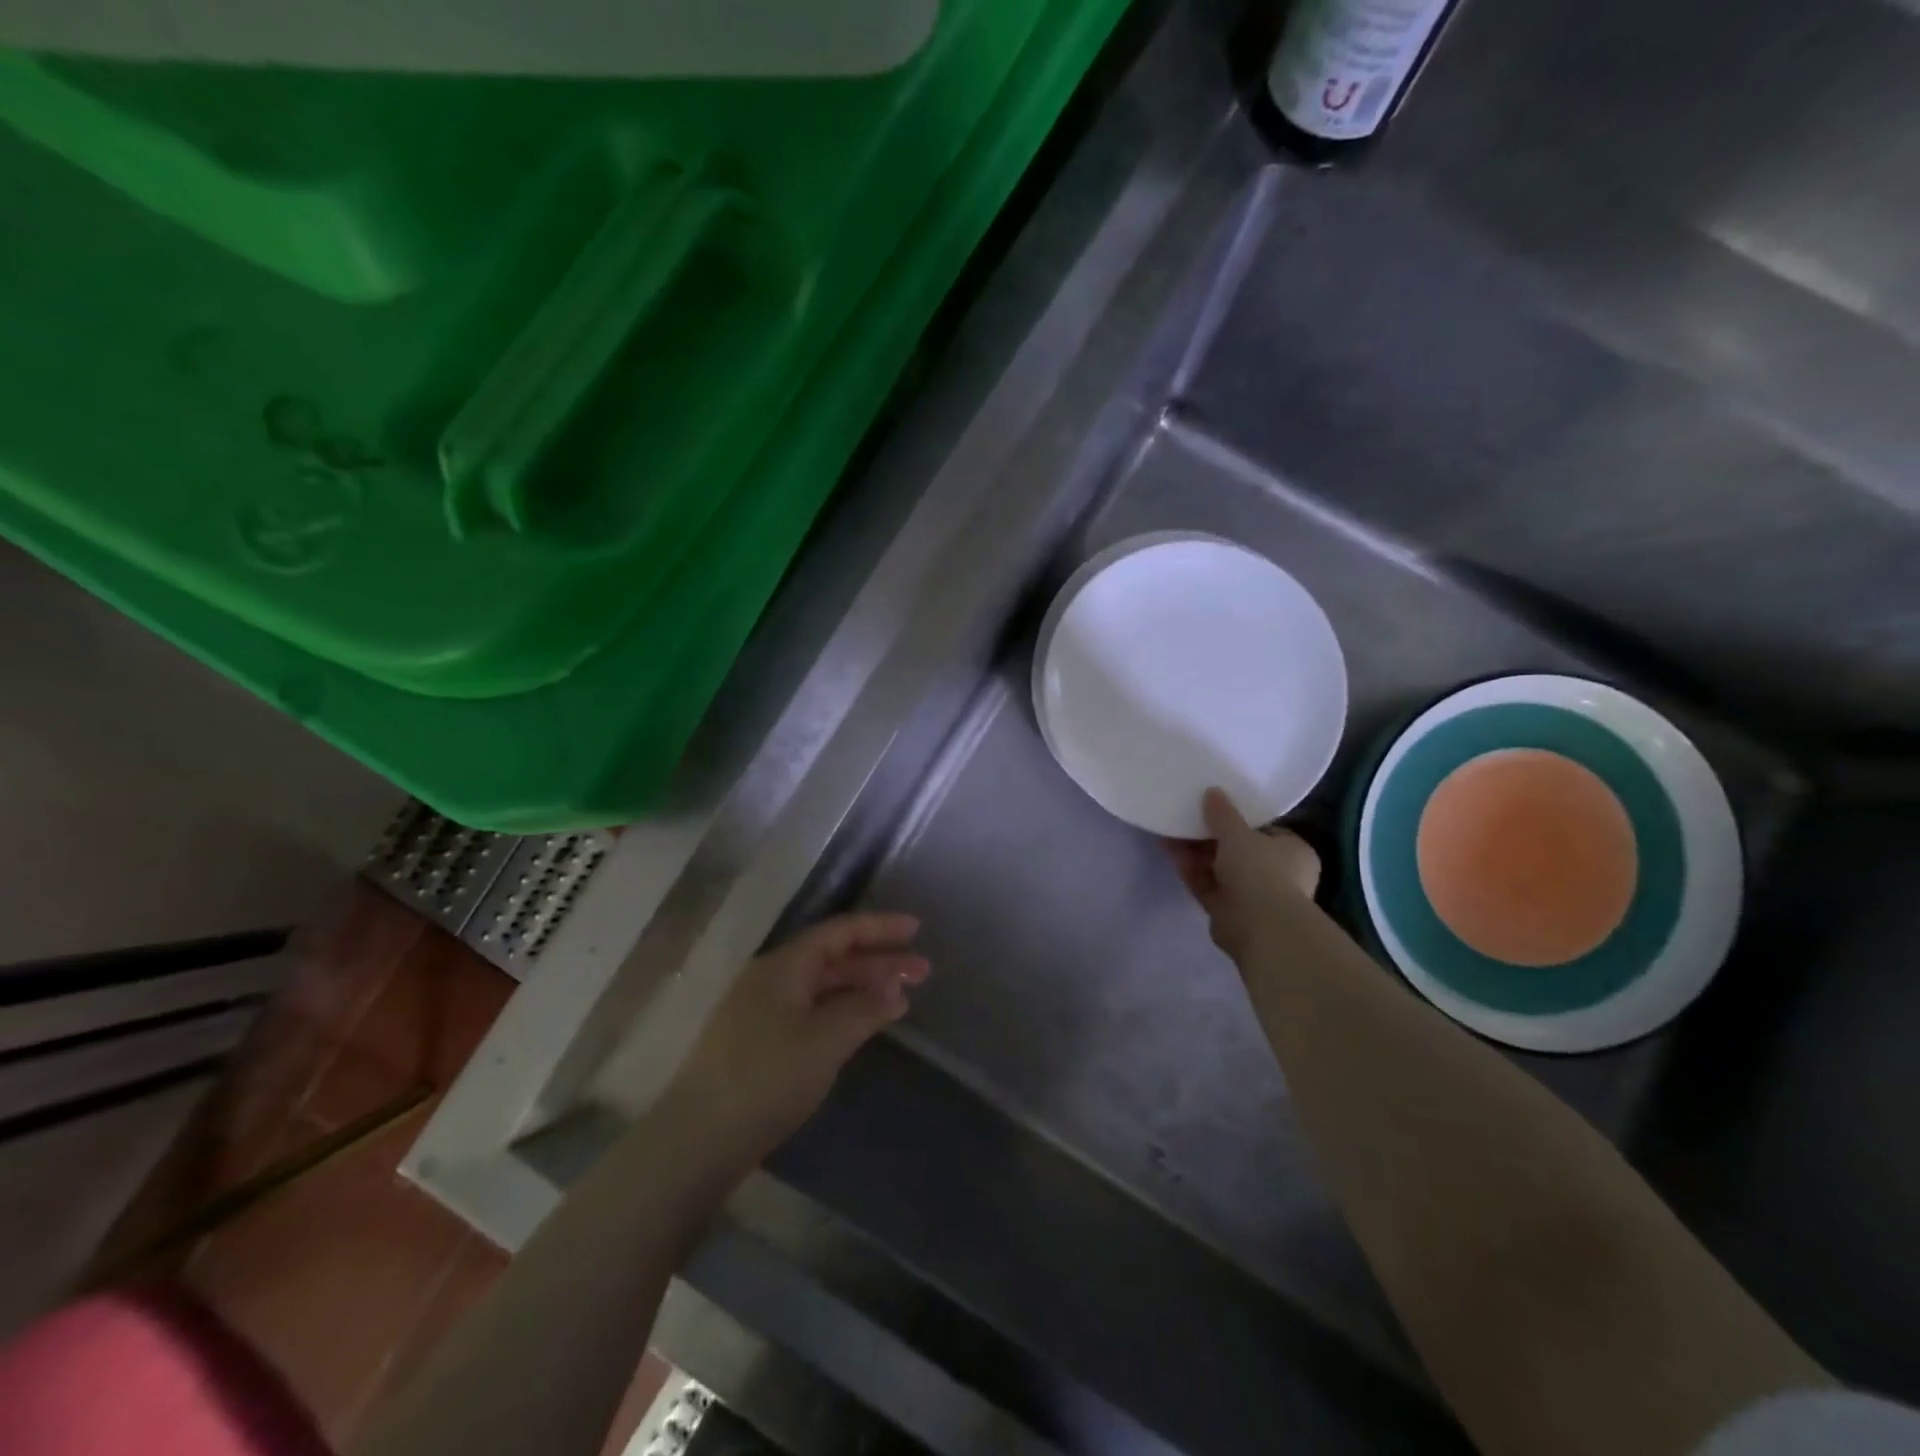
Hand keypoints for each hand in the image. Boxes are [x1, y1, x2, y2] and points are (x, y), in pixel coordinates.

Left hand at [663, 913, 929, 1161]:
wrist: (697, 1140)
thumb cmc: (766, 1078)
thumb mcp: (825, 1039)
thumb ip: (864, 1009)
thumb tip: (896, 989)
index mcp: (784, 965)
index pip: (839, 932)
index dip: (879, 927)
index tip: (916, 929)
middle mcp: (771, 978)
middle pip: (833, 957)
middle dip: (878, 961)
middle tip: (922, 971)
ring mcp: (761, 1011)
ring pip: (822, 986)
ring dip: (862, 988)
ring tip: (901, 999)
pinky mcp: (759, 1042)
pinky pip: (811, 1010)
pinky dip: (842, 1011)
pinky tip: (861, 1026)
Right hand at [1165, 788, 1321, 960]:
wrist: (1260, 927)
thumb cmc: (1261, 871)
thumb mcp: (1239, 833)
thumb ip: (1223, 813)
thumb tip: (1212, 791)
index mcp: (1292, 851)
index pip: (1265, 830)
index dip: (1239, 819)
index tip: (1214, 807)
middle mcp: (1277, 874)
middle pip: (1238, 849)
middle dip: (1210, 835)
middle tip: (1186, 815)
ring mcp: (1252, 895)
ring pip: (1219, 868)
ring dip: (1195, 851)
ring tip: (1169, 829)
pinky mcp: (1228, 911)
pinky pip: (1207, 884)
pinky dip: (1190, 869)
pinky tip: (1168, 850)